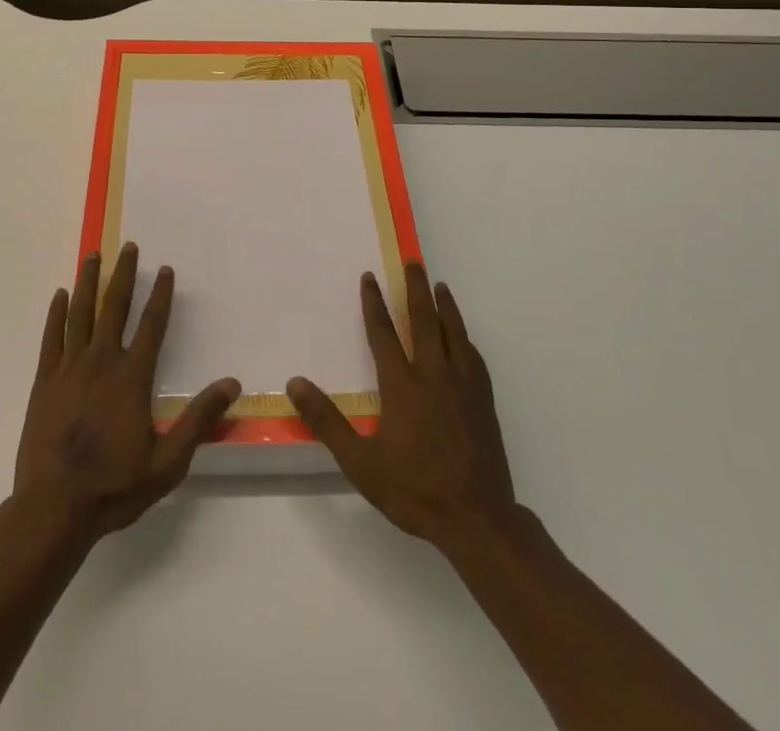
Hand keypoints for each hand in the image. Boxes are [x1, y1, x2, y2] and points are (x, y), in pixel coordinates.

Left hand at [13, 243, 239, 546]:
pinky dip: (57, 313)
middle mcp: (101, 361)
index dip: (160, 294)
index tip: (164, 268)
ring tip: (93, 255)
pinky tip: (61, 295)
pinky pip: (52, 337)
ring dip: (88, 282)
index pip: (151, 325)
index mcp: (132, 377)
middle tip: (129, 246)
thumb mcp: (167, 461)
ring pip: (81, 313)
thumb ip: (199, 419)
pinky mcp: (44, 382)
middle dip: (124, 274)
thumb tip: (233, 383)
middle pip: (115, 307)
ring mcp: (69, 368)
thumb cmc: (114, 485)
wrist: (54, 508)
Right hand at [288, 262, 515, 548]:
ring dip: (445, 306)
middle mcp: (433, 375)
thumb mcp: (361, 462)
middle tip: (413, 261)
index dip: (374, 303)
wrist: (477, 519)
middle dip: (416, 288)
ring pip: (453, 333)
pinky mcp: (483, 400)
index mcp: (402, 386)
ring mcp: (463, 386)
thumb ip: (327, 421)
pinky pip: (474, 358)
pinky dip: (465, 339)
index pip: (383, 333)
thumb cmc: (414, 490)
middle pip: (423, 321)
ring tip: (439, 285)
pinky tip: (464, 338)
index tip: (370, 277)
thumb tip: (295, 382)